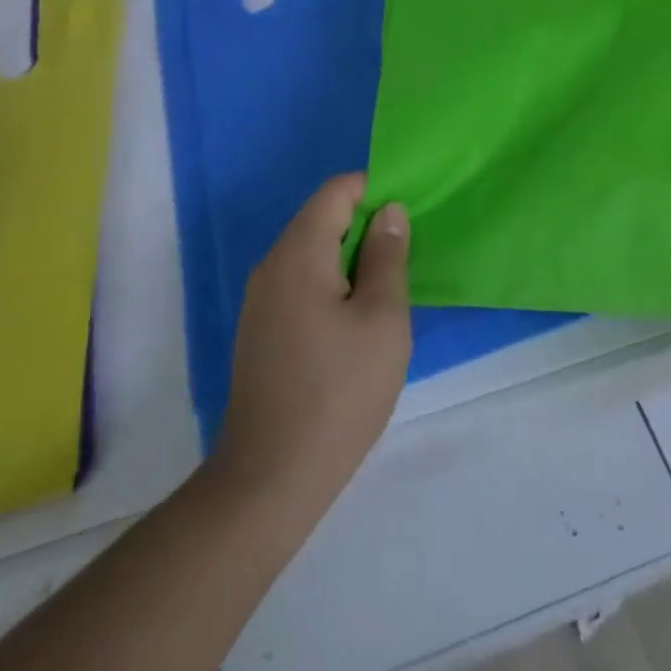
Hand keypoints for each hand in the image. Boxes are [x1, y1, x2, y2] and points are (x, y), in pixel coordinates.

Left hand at [213, 173, 411, 515]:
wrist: (270, 480)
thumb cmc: (339, 392)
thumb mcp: (382, 319)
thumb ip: (387, 256)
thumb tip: (388, 211)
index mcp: (299, 252)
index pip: (337, 191)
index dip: (376, 191)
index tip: (409, 218)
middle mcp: (272, 265)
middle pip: (323, 219)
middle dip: (367, 228)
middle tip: (406, 259)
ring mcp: (262, 300)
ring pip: (313, 254)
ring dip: (352, 260)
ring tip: (388, 293)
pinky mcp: (262, 330)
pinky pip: (302, 284)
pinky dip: (333, 286)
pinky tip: (357, 325)